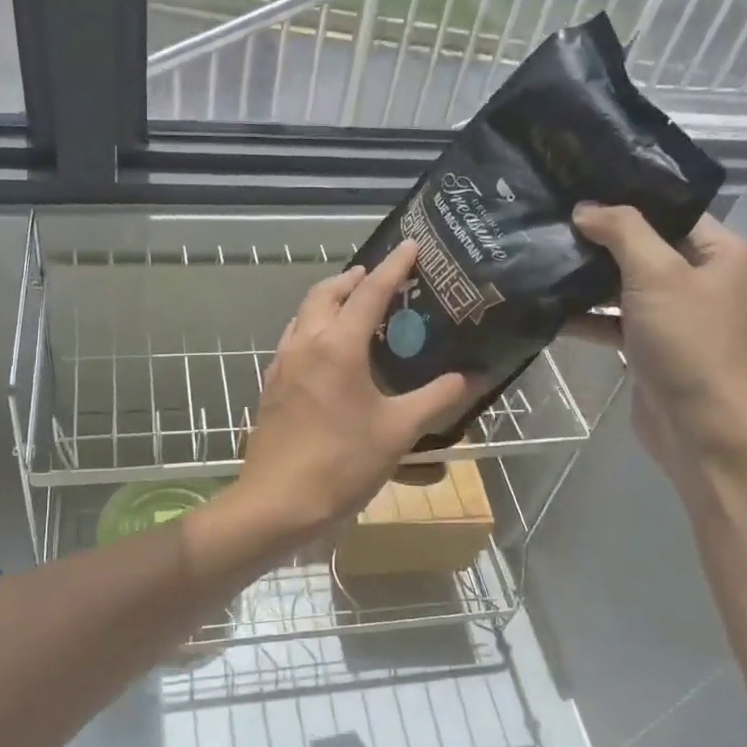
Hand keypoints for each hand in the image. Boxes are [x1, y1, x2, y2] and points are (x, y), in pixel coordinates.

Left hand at [226, 241, 467, 546]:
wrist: (277, 502)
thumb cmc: (342, 463)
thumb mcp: (398, 432)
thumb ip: (437, 400)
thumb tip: (473, 378)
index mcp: (338, 345)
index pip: (370, 291)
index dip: (393, 266)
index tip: (410, 244)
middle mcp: (306, 343)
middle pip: (326, 292)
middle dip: (353, 277)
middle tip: (378, 278)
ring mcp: (283, 363)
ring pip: (304, 313)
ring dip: (329, 300)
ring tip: (355, 307)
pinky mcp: (272, 384)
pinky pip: (294, 338)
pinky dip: (314, 327)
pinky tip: (329, 351)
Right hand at [569, 204, 746, 482]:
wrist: (697, 426)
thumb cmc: (686, 341)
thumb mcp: (656, 274)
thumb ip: (622, 232)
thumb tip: (585, 208)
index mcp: (723, 254)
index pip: (672, 213)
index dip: (628, 201)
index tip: (580, 191)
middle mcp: (704, 280)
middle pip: (645, 248)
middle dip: (600, 241)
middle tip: (553, 223)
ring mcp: (676, 315)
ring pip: (626, 285)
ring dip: (589, 280)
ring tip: (544, 259)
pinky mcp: (651, 345)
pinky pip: (615, 320)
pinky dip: (588, 316)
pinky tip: (550, 308)